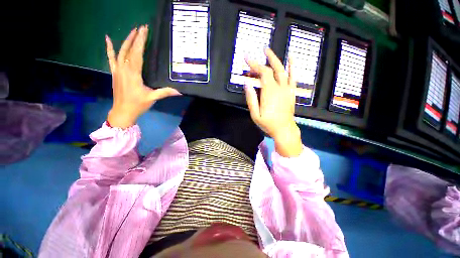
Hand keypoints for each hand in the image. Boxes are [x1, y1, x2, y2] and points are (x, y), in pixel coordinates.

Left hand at [105, 25, 179, 127]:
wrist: (122, 112)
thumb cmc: (138, 104)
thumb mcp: (152, 98)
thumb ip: (165, 92)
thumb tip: (180, 91)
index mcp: (133, 73)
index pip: (137, 53)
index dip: (141, 41)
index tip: (145, 30)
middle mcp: (124, 68)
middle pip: (129, 49)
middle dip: (135, 37)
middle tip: (142, 28)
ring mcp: (117, 70)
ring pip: (120, 51)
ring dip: (126, 40)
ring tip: (132, 31)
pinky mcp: (114, 73)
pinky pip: (110, 58)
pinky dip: (109, 48)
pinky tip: (107, 39)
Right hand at [244, 48, 302, 156]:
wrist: (284, 130)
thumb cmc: (268, 124)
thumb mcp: (255, 115)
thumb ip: (251, 99)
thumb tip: (247, 84)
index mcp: (269, 92)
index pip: (262, 73)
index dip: (255, 64)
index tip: (247, 58)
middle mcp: (279, 88)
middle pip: (271, 69)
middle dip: (263, 60)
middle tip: (257, 52)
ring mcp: (287, 89)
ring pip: (282, 70)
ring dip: (276, 59)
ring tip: (269, 51)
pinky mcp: (291, 92)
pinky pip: (293, 77)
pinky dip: (292, 66)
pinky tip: (291, 58)